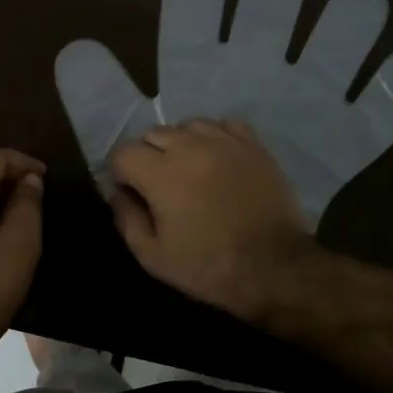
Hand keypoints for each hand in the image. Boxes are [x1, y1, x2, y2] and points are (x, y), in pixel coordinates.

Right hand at [108, 119, 318, 324]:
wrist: (274, 267)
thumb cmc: (208, 266)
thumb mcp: (153, 256)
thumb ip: (127, 219)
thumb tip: (119, 194)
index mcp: (160, 173)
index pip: (123, 152)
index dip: (121, 173)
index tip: (132, 193)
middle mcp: (189, 147)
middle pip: (153, 134)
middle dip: (148, 156)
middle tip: (160, 186)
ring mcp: (224, 142)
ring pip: (188, 125)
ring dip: (181, 144)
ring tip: (190, 169)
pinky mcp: (253, 145)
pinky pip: (225, 125)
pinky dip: (215, 137)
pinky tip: (218, 159)